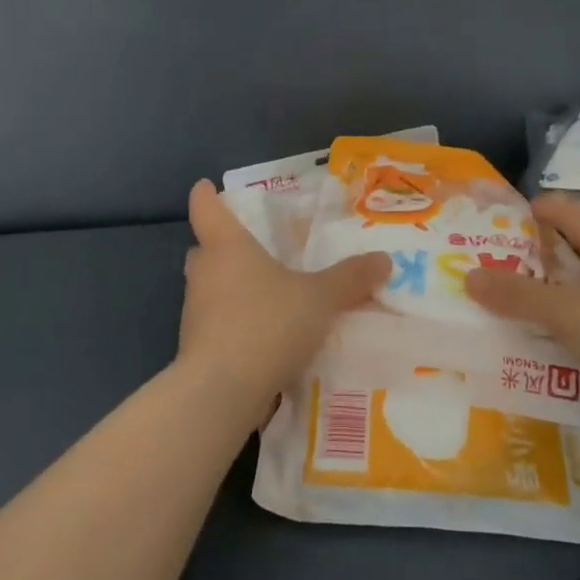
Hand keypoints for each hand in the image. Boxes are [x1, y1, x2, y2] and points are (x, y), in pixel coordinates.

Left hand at [180, 179, 390, 413]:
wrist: (222, 392)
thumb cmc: (268, 324)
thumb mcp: (320, 298)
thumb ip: (351, 278)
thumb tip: (384, 259)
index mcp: (227, 247)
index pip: (207, 209)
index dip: (207, 196)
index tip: (207, 187)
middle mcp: (205, 274)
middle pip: (205, 250)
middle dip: (221, 247)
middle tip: (249, 248)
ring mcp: (195, 314)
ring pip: (209, 289)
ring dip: (229, 288)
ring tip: (265, 294)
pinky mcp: (196, 350)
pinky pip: (216, 325)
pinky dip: (233, 324)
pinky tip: (263, 336)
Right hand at [465, 192, 579, 401]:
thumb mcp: (564, 314)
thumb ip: (516, 295)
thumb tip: (469, 276)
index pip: (556, 207)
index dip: (521, 216)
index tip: (491, 239)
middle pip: (570, 238)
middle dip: (533, 255)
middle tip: (499, 277)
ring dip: (556, 285)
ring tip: (526, 308)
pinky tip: (569, 334)